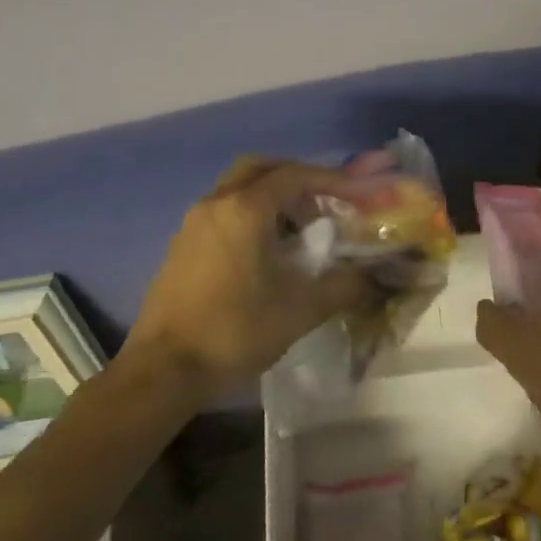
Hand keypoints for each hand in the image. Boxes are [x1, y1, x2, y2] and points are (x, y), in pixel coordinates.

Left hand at [126, 158, 371, 393]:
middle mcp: (216, 205)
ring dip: (272, 197)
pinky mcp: (182, 246)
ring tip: (301, 230)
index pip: (295, 176)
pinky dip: (251, 215)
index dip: (332, 180)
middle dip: (297, 177)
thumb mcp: (300, 310)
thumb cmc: (234, 331)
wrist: (162, 372)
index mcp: (245, 210)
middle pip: (261, 169)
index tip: (359, 193)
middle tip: (325, 201)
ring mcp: (194, 224)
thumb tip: (377, 279)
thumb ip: (344, 287)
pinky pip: (224, 211)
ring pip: (239, 188)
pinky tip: (267, 252)